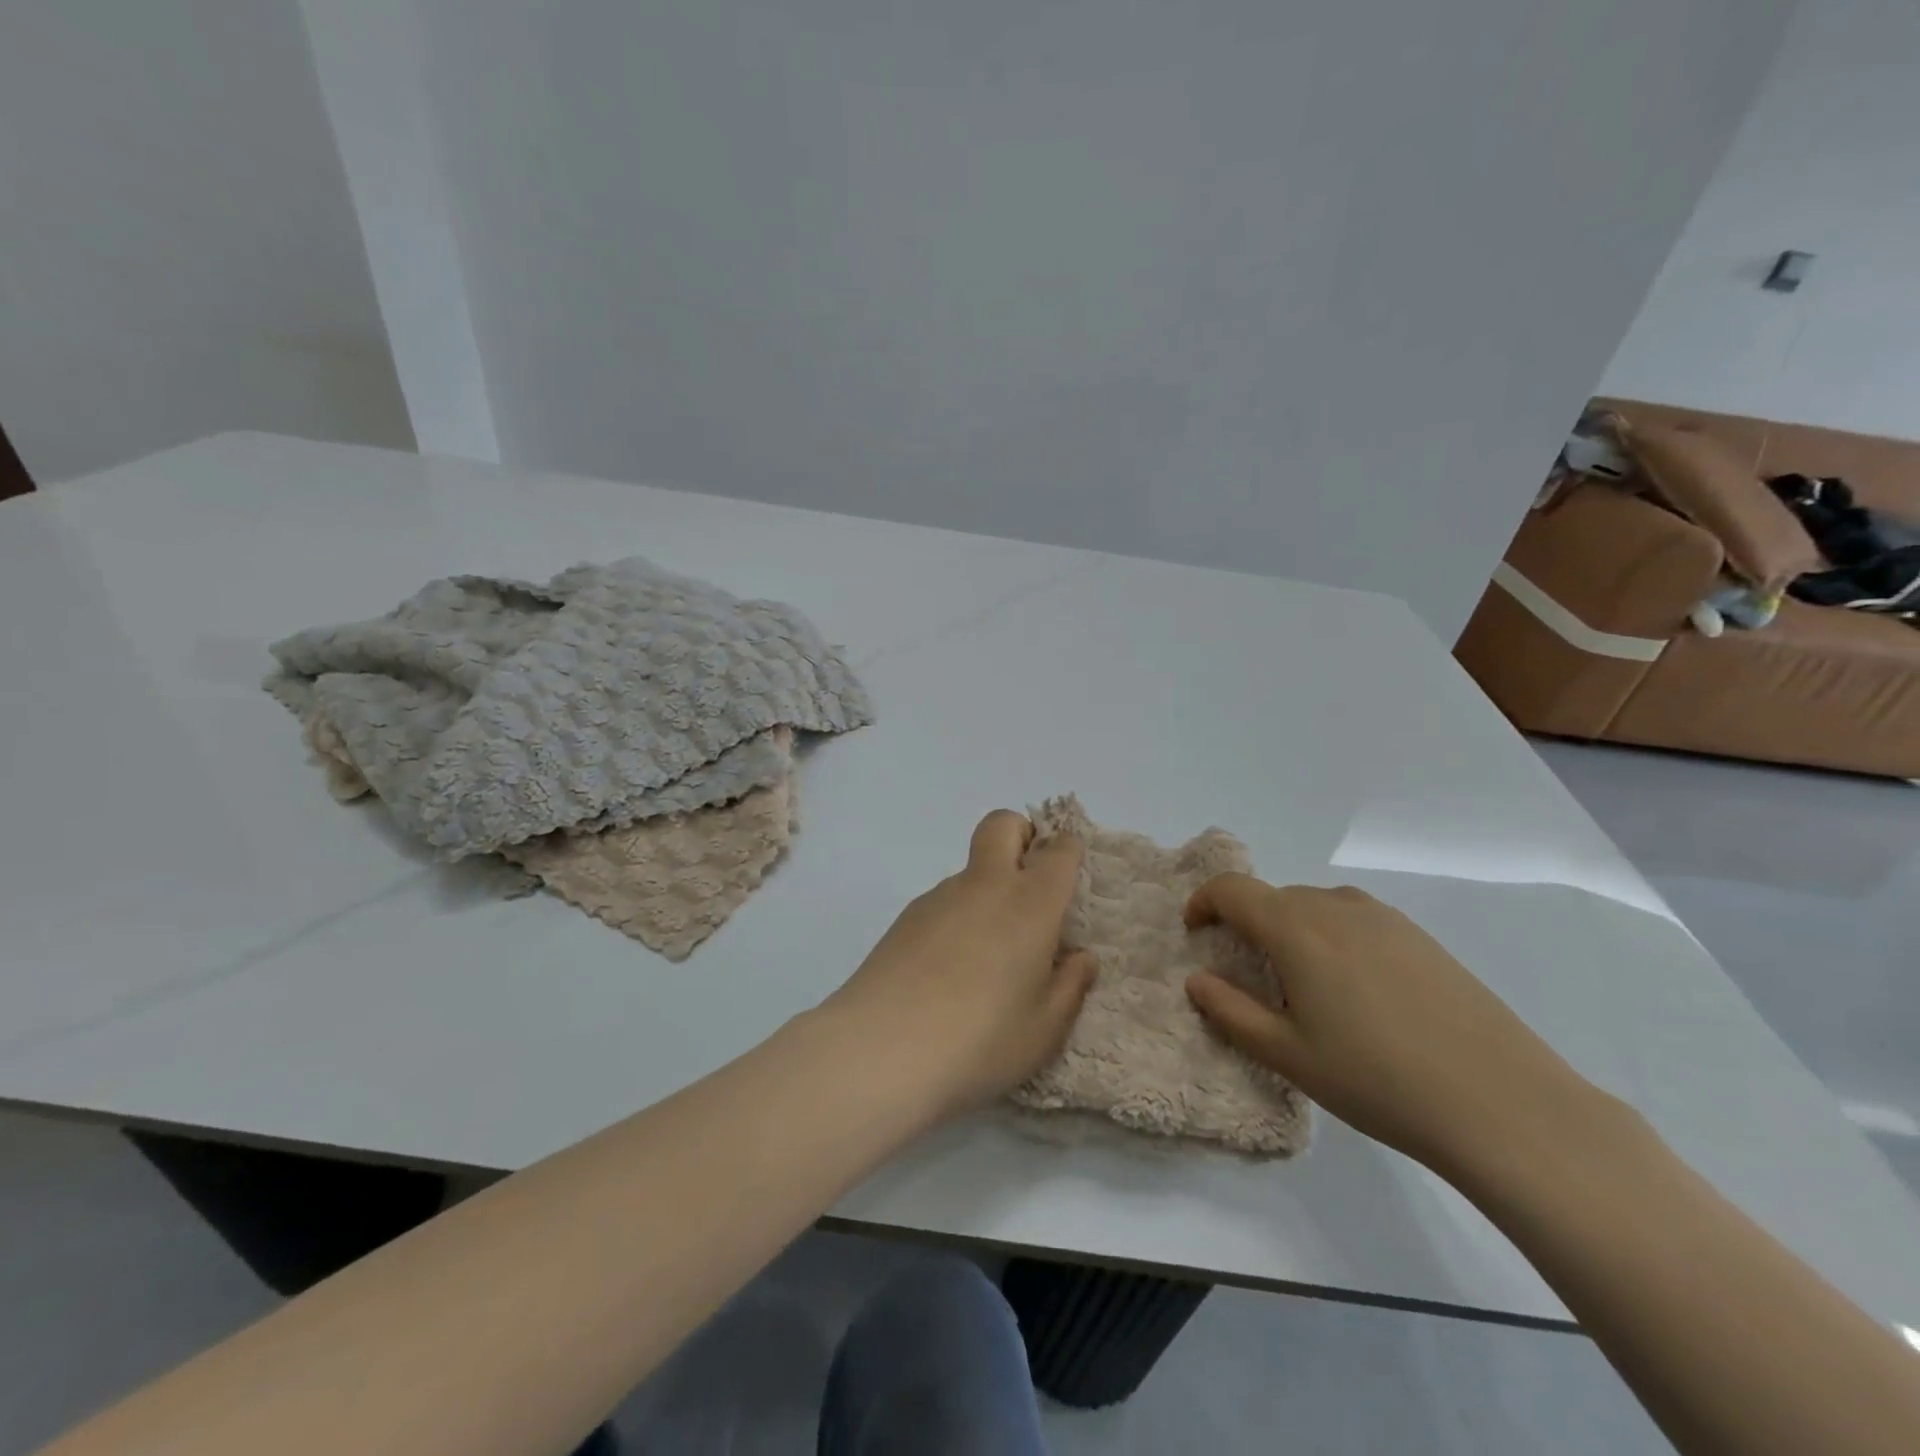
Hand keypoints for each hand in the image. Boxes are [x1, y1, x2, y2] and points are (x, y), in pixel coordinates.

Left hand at [822, 810, 1097, 1120]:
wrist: (881, 1049)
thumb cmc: (981, 1039)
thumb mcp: (1045, 1029)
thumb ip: (1070, 986)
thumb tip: (1079, 957)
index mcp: (1030, 903)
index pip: (1058, 851)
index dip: (1069, 851)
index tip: (1071, 876)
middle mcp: (985, 886)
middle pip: (1002, 824)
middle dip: (1021, 834)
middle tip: (1030, 883)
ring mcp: (939, 897)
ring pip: (971, 869)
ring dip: (988, 889)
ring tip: (988, 958)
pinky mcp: (906, 917)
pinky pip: (944, 902)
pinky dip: (958, 918)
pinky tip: (949, 972)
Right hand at [1184, 875, 1601, 1173]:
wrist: (1503, 1102)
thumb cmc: (1378, 1080)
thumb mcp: (1289, 1055)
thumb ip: (1231, 1012)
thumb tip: (1197, 981)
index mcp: (1296, 929)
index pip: (1232, 889)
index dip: (1204, 902)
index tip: (1195, 931)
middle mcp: (1336, 907)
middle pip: (1273, 896)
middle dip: (1247, 922)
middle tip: (1248, 972)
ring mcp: (1384, 918)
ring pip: (1316, 905)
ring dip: (1292, 927)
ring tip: (1303, 982)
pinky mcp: (1420, 936)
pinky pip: (1355, 918)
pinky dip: (1333, 935)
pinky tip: (1357, 989)